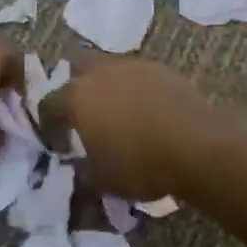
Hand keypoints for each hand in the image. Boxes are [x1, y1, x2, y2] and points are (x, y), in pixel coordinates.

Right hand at [39, 53, 224, 201]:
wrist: (197, 145)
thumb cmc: (140, 164)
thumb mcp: (102, 181)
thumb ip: (81, 171)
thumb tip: (77, 167)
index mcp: (77, 96)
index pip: (48, 104)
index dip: (49, 125)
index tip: (59, 144)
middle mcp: (101, 72)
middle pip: (77, 67)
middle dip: (75, 86)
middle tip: (84, 114)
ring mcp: (134, 65)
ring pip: (110, 68)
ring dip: (108, 86)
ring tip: (119, 113)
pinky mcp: (163, 69)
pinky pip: (138, 76)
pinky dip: (136, 89)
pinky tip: (146, 111)